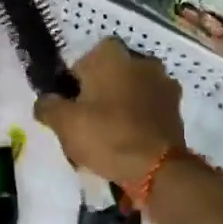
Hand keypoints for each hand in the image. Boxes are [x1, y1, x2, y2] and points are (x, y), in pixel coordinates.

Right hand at [33, 37, 187, 188]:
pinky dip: (139, 118)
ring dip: (121, 104)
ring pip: (130, 90)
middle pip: (109, 74)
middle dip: (99, 92)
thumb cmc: (106, 136)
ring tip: (109, 134)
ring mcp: (163, 82)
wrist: (158, 169)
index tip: (70, 108)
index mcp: (110, 54)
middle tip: (87, 121)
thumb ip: (47, 106)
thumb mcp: (64, 123)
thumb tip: (45, 101)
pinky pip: (148, 107)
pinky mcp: (176, 107)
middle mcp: (140, 60)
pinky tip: (129, 140)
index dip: (73, 84)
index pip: (81, 62)